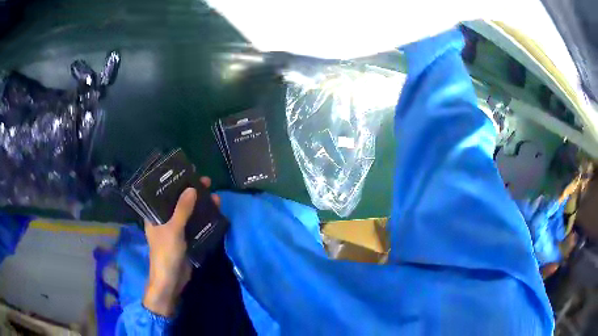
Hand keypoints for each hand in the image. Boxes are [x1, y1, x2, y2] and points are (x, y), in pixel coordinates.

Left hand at [142, 177, 219, 316]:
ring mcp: (175, 230)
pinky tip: (214, 213)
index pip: (162, 193)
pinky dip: (203, 219)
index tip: (187, 172)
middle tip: (206, 182)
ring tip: (214, 197)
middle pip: (178, 201)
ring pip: (188, 213)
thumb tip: (192, 189)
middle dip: (191, 192)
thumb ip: (182, 209)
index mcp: (154, 215)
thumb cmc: (166, 253)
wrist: (171, 281)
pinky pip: (195, 225)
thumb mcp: (173, 229)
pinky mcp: (185, 239)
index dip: (174, 182)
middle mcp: (164, 220)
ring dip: (200, 205)